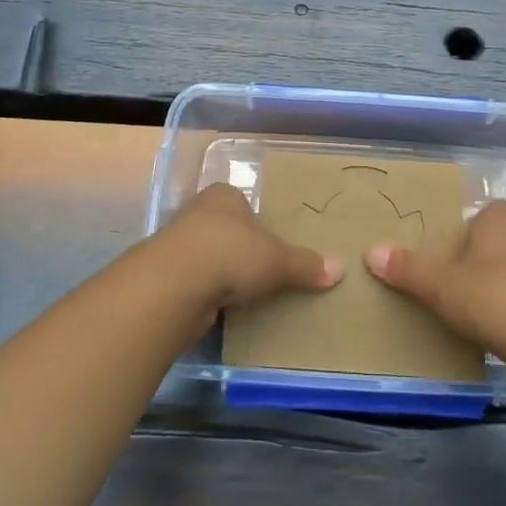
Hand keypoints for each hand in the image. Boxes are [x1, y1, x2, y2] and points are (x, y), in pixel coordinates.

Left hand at [155, 183, 343, 315]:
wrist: (174, 285)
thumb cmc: (231, 254)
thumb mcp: (278, 260)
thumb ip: (306, 265)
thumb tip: (341, 270)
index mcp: (224, 196)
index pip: (242, 202)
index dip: (256, 222)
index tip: (270, 243)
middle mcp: (197, 212)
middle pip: (224, 229)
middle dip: (238, 248)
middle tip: (261, 270)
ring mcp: (176, 244)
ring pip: (206, 256)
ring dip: (220, 273)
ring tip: (243, 293)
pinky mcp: (164, 276)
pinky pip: (193, 282)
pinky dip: (205, 294)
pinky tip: (219, 309)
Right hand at [364, 200, 505, 354]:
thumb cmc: (492, 297)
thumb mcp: (440, 285)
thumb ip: (407, 269)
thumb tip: (371, 251)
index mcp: (498, 224)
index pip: (488, 209)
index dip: (472, 222)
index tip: (452, 240)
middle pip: (502, 238)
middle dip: (482, 253)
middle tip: (455, 273)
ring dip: (501, 281)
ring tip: (474, 303)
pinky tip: (500, 327)